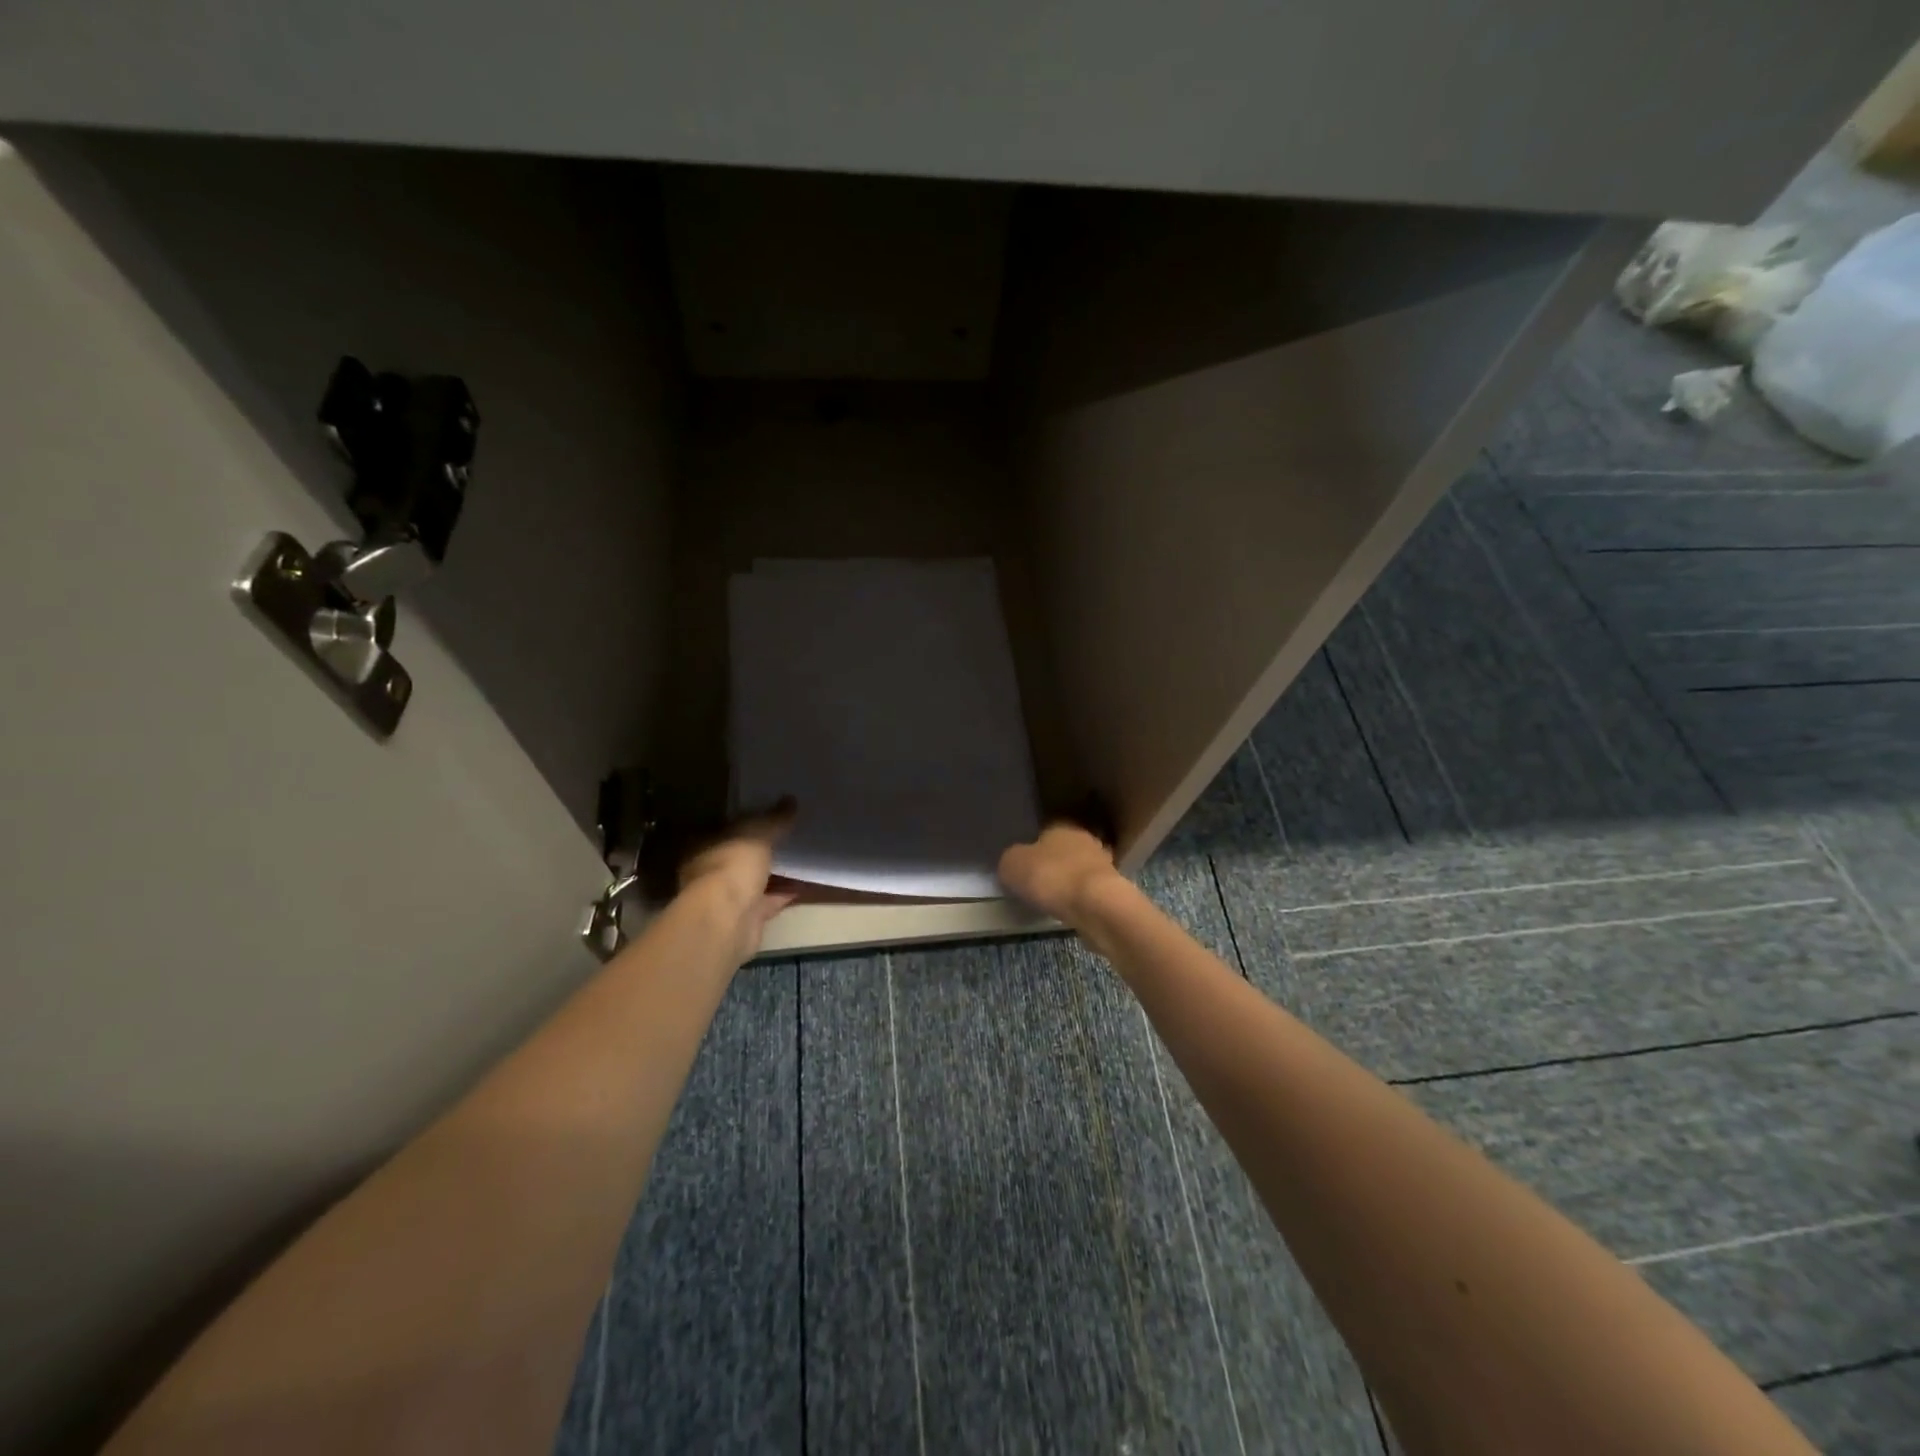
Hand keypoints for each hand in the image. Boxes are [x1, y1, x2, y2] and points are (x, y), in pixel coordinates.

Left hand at [677, 799, 800, 962]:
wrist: (728, 920)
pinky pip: (768, 900)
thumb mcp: (758, 833)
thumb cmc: (732, 865)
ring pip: (753, 879)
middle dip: (760, 848)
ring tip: (801, 857)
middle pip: (737, 854)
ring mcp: (726, 897)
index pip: (722, 826)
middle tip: (787, 834)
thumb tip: (791, 800)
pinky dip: (784, 893)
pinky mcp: (745, 918)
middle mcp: (708, 870)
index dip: (743, 819)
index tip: (767, 813)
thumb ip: (775, 818)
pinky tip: (805, 883)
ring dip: (774, 872)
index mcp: (702, 845)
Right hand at [998, 821, 1126, 927]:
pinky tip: (1070, 911)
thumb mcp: (1012, 865)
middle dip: (1053, 865)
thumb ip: (1010, 861)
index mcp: (1061, 826)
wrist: (1097, 905)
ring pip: (1079, 870)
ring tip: (1053, 901)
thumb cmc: (1052, 877)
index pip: (1045, 832)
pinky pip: (1090, 891)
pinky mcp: (1115, 889)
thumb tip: (1013, 863)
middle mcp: (1085, 839)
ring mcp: (1104, 864)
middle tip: (1037, 885)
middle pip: (1065, 851)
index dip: (1033, 849)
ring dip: (1069, 883)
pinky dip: (1080, 899)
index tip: (1024, 868)